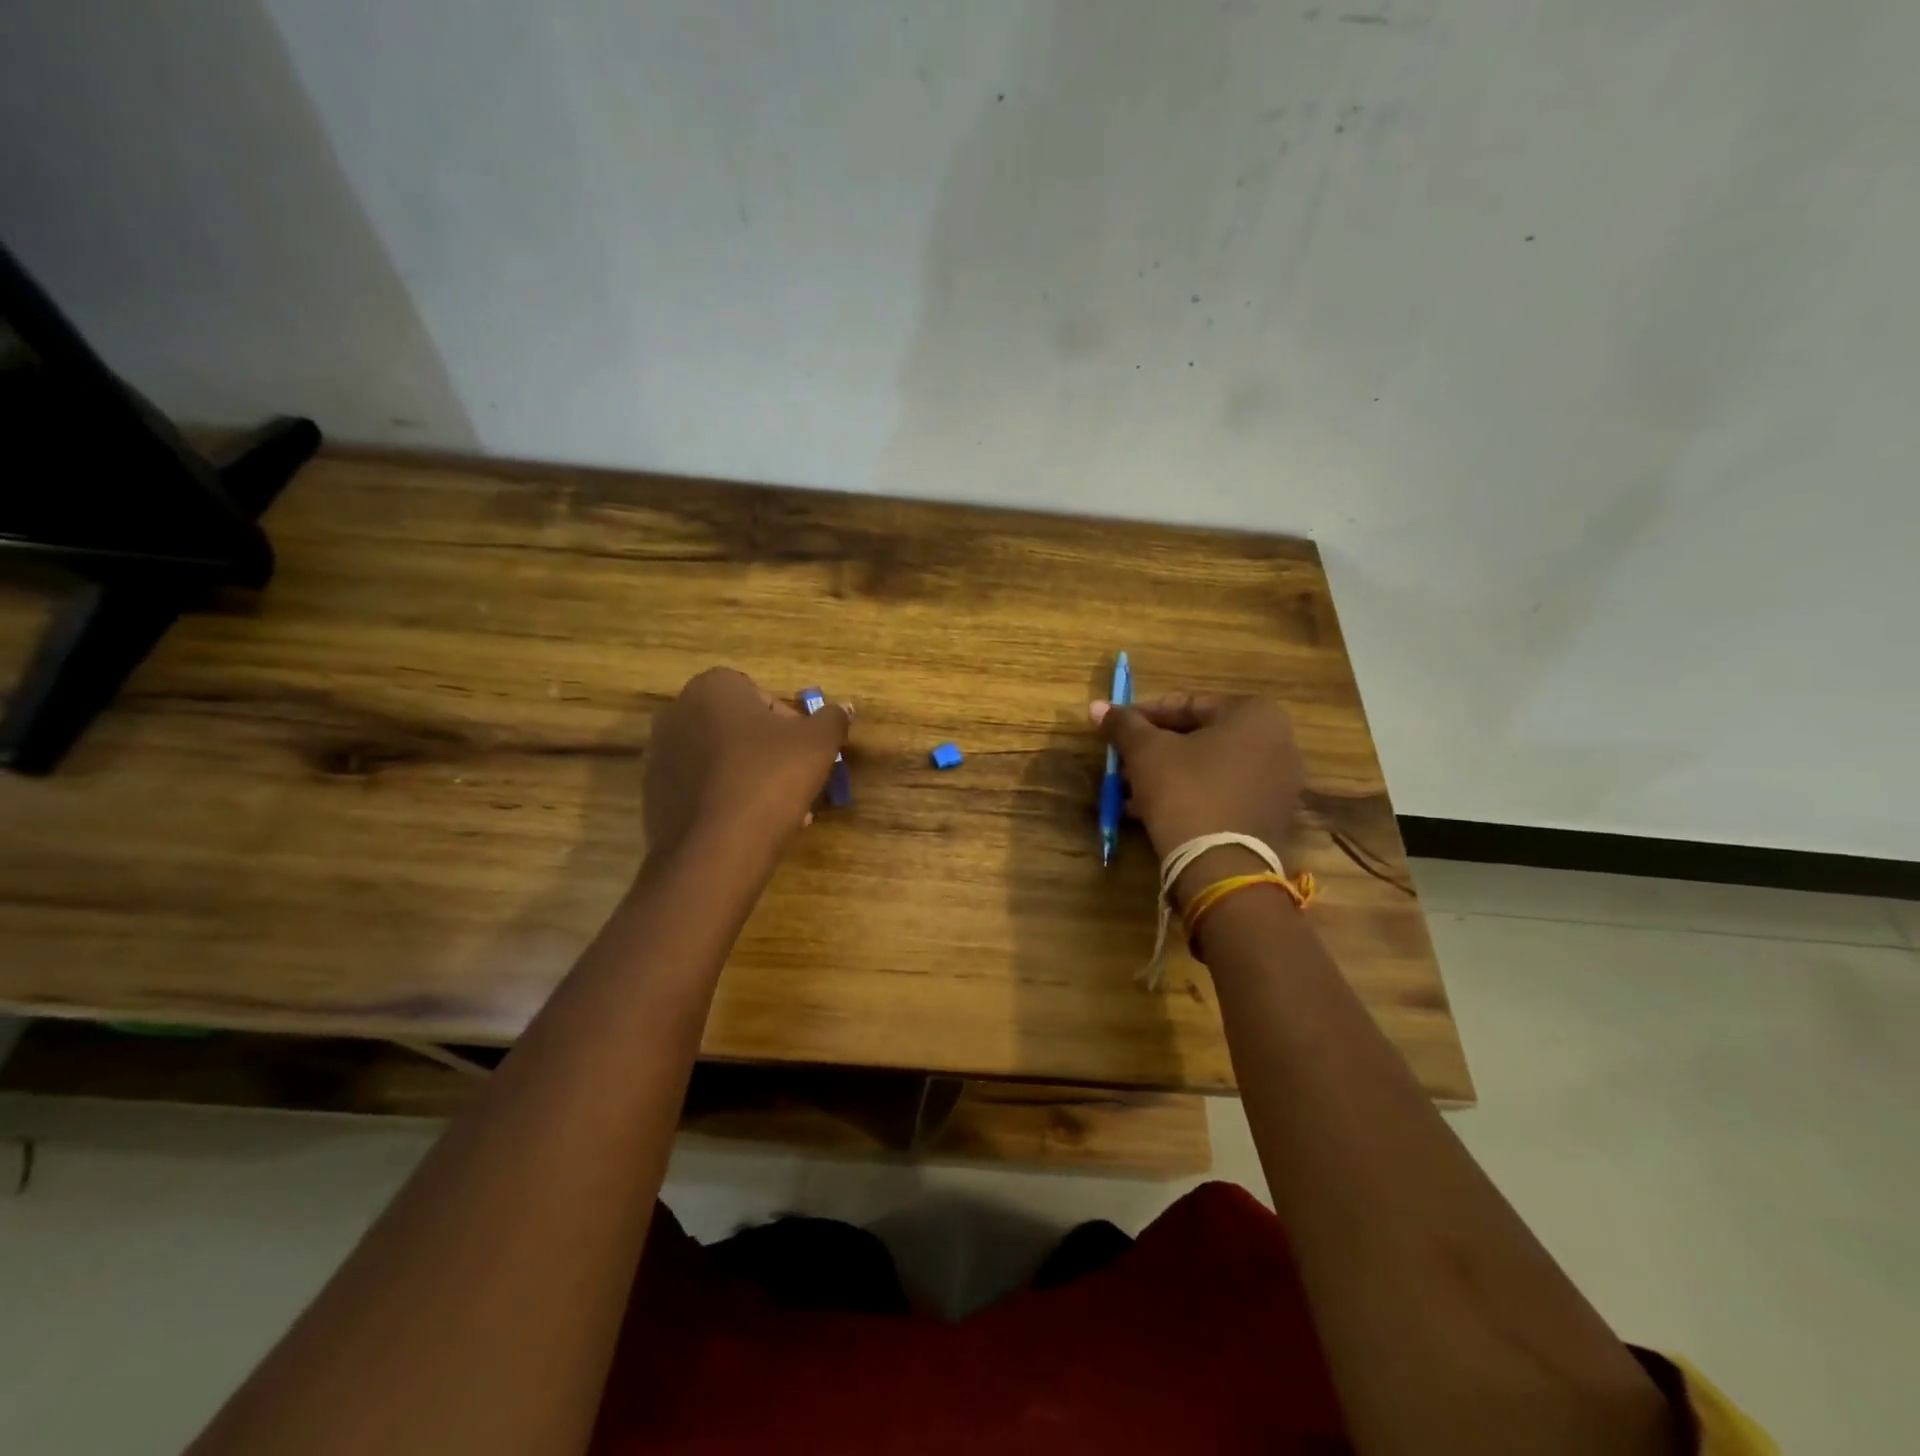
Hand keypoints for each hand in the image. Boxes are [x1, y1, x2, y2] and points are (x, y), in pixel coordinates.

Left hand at [643, 668, 849, 868]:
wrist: (714, 851)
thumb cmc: (769, 779)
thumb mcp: (818, 744)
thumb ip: (833, 719)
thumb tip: (842, 707)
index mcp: (713, 687)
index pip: (763, 696)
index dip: (791, 725)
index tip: (806, 754)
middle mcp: (677, 711)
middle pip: (740, 728)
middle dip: (770, 753)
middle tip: (796, 782)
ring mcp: (659, 754)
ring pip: (722, 759)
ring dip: (751, 777)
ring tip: (780, 811)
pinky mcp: (653, 793)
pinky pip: (701, 787)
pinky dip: (726, 798)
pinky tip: (750, 826)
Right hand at [1092, 693, 1305, 904]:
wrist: (1221, 868)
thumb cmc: (1185, 792)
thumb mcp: (1146, 752)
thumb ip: (1123, 724)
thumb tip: (1097, 706)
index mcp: (1254, 714)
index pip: (1187, 704)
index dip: (1143, 716)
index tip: (1116, 729)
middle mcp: (1278, 742)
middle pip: (1199, 737)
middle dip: (1155, 750)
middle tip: (1122, 762)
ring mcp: (1279, 782)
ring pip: (1209, 768)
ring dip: (1167, 775)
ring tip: (1128, 791)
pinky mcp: (1271, 816)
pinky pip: (1223, 794)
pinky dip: (1190, 795)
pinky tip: (1151, 811)